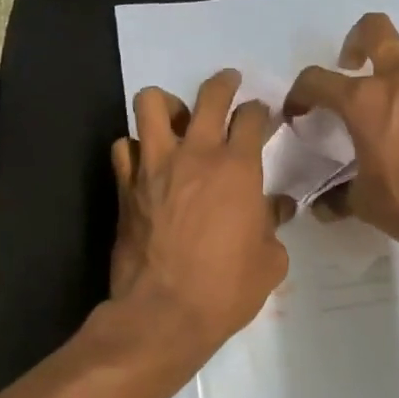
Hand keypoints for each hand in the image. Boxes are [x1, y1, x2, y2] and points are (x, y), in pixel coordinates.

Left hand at [110, 70, 292, 361]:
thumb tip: (275, 208)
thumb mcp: (270, 261)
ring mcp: (154, 166)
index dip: (259, 112)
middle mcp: (195, 155)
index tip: (262, 116)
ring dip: (167, 104)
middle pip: (208, 95)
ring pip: (150, 103)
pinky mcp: (125, 186)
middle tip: (229, 84)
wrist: (163, 314)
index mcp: (237, 168)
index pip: (251, 118)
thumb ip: (273, 225)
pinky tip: (146, 162)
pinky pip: (123, 147)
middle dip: (223, 83)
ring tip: (176, 117)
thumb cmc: (226, 289)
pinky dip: (135, 147)